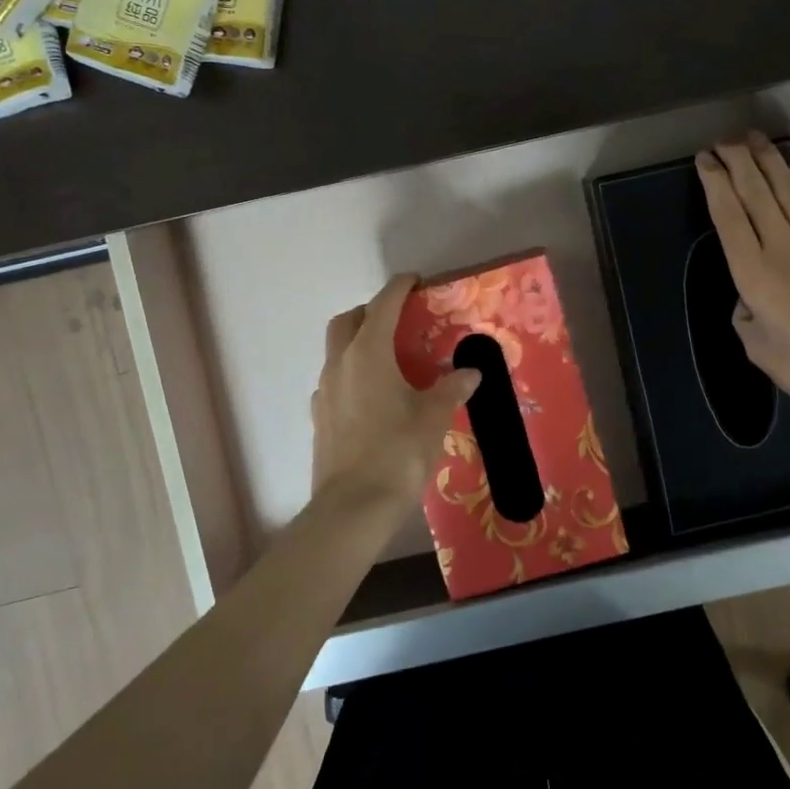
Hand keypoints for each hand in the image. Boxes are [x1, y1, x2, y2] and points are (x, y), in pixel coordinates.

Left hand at [311, 274, 481, 507]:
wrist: (353, 507)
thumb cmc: (398, 452)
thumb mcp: (434, 417)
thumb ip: (451, 388)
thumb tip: (470, 373)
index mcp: (368, 354)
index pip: (383, 306)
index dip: (399, 288)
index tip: (414, 281)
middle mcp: (340, 364)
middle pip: (347, 321)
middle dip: (370, 311)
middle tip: (398, 320)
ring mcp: (324, 392)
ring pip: (336, 351)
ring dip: (358, 343)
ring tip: (389, 361)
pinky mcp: (318, 418)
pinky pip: (334, 381)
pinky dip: (352, 375)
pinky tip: (373, 398)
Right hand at [696, 133, 789, 432]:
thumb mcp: (753, 343)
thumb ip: (744, 309)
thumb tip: (751, 293)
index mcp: (755, 274)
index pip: (729, 214)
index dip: (715, 182)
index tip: (705, 160)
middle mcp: (785, 248)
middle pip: (757, 191)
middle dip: (737, 160)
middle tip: (724, 141)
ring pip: (789, 189)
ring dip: (769, 160)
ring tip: (754, 139)